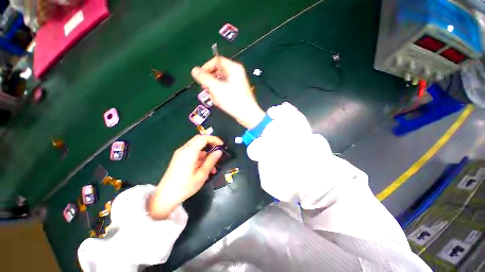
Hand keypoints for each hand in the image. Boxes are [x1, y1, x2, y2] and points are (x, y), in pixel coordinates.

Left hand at [148, 135, 223, 219]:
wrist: (165, 197)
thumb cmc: (185, 186)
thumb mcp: (202, 174)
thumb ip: (211, 161)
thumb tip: (219, 151)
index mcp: (189, 152)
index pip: (203, 138)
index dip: (214, 139)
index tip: (222, 145)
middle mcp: (184, 149)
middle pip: (199, 140)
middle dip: (210, 144)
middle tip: (218, 151)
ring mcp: (180, 154)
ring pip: (197, 147)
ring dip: (206, 153)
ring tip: (213, 167)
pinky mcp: (179, 159)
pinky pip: (192, 153)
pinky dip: (200, 157)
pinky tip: (205, 168)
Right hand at [191, 57, 264, 128]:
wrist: (247, 114)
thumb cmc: (233, 100)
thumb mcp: (216, 88)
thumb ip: (204, 78)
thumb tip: (194, 70)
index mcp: (233, 68)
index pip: (216, 61)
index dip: (206, 68)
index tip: (200, 77)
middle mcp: (236, 73)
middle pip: (217, 72)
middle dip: (210, 82)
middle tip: (206, 90)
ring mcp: (237, 83)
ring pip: (220, 83)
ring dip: (215, 90)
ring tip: (216, 99)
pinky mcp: (236, 92)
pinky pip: (224, 90)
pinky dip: (220, 95)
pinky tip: (220, 102)